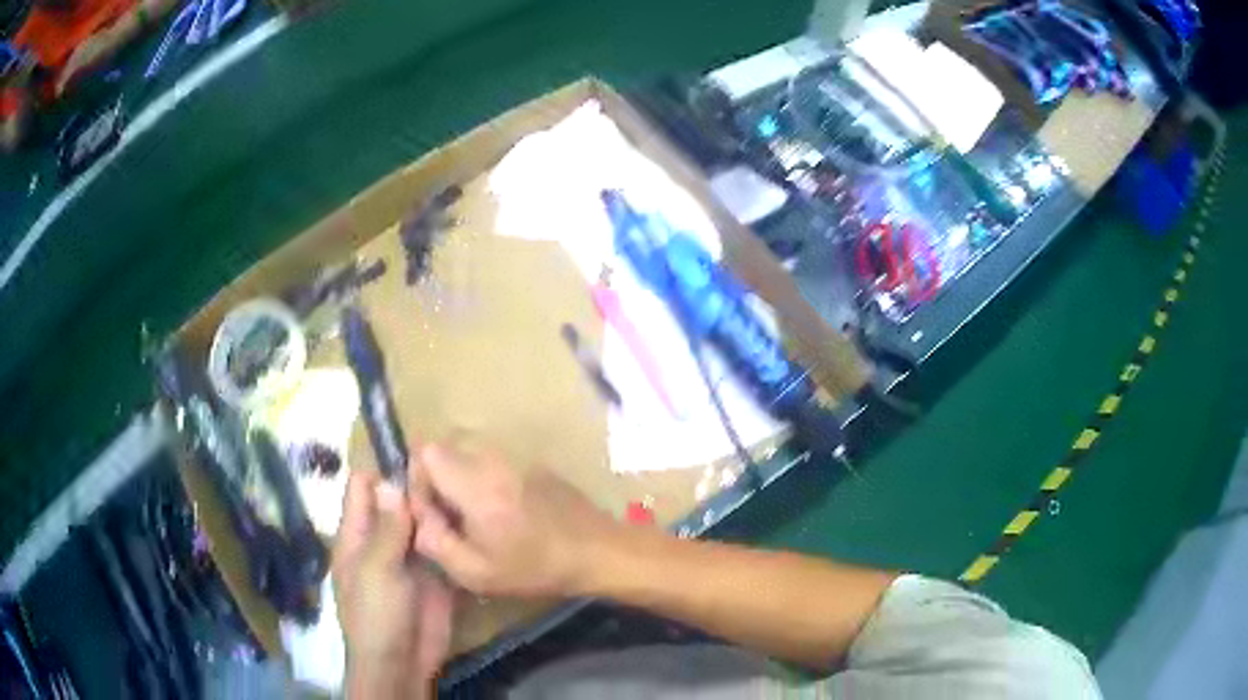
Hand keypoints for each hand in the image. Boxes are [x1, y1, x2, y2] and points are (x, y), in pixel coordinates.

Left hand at [333, 470, 453, 698]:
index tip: (416, 458)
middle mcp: (382, 540)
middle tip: (453, 469)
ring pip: (423, 523)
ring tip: (469, 487)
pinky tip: (476, 518)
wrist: (402, 662)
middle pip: (398, 503)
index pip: (363, 489)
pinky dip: (454, 533)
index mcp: (356, 535)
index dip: (384, 471)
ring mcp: (410, 558)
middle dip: (418, 486)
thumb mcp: (375, 570)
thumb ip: (386, 528)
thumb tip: (391, 482)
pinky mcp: (435, 575)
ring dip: (439, 509)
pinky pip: (443, 546)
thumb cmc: (376, 615)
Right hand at [412, 441, 625, 597]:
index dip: (418, 480)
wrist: (598, 551)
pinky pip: (493, 462)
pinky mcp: (533, 463)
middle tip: (450, 518)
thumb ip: (435, 542)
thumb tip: (418, 517)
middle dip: (436, 479)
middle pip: (445, 449)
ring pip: (469, 454)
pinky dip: (485, 480)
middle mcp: (493, 458)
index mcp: (475, 482)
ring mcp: (516, 456)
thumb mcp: (476, 572)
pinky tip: (504, 514)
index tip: (431, 512)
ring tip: (475, 519)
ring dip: (460, 480)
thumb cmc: (536, 567)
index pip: (425, 452)